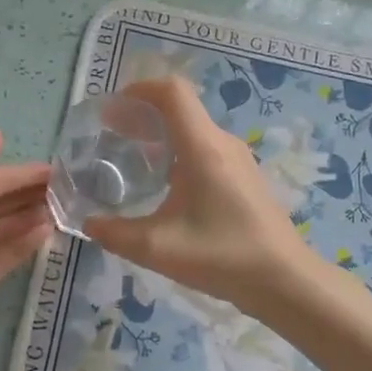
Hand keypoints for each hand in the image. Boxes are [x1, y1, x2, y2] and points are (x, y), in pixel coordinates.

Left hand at [0, 129, 53, 338]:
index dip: (25, 174)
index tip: (57, 171)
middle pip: (7, 202)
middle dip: (34, 194)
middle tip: (67, 190)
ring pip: (13, 226)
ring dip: (36, 216)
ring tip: (63, 208)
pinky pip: (13, 253)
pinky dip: (30, 242)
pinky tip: (48, 230)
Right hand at [85, 77, 310, 311]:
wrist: (284, 281)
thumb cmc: (222, 257)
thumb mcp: (158, 249)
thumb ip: (115, 233)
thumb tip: (87, 224)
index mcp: (202, 147)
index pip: (172, 92)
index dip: (138, 90)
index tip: (111, 109)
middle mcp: (221, 143)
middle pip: (180, 108)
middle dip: (142, 113)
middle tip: (110, 134)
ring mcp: (237, 159)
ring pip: (192, 129)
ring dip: (160, 133)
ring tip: (130, 156)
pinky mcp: (243, 176)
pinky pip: (204, 147)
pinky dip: (177, 150)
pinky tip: (162, 183)